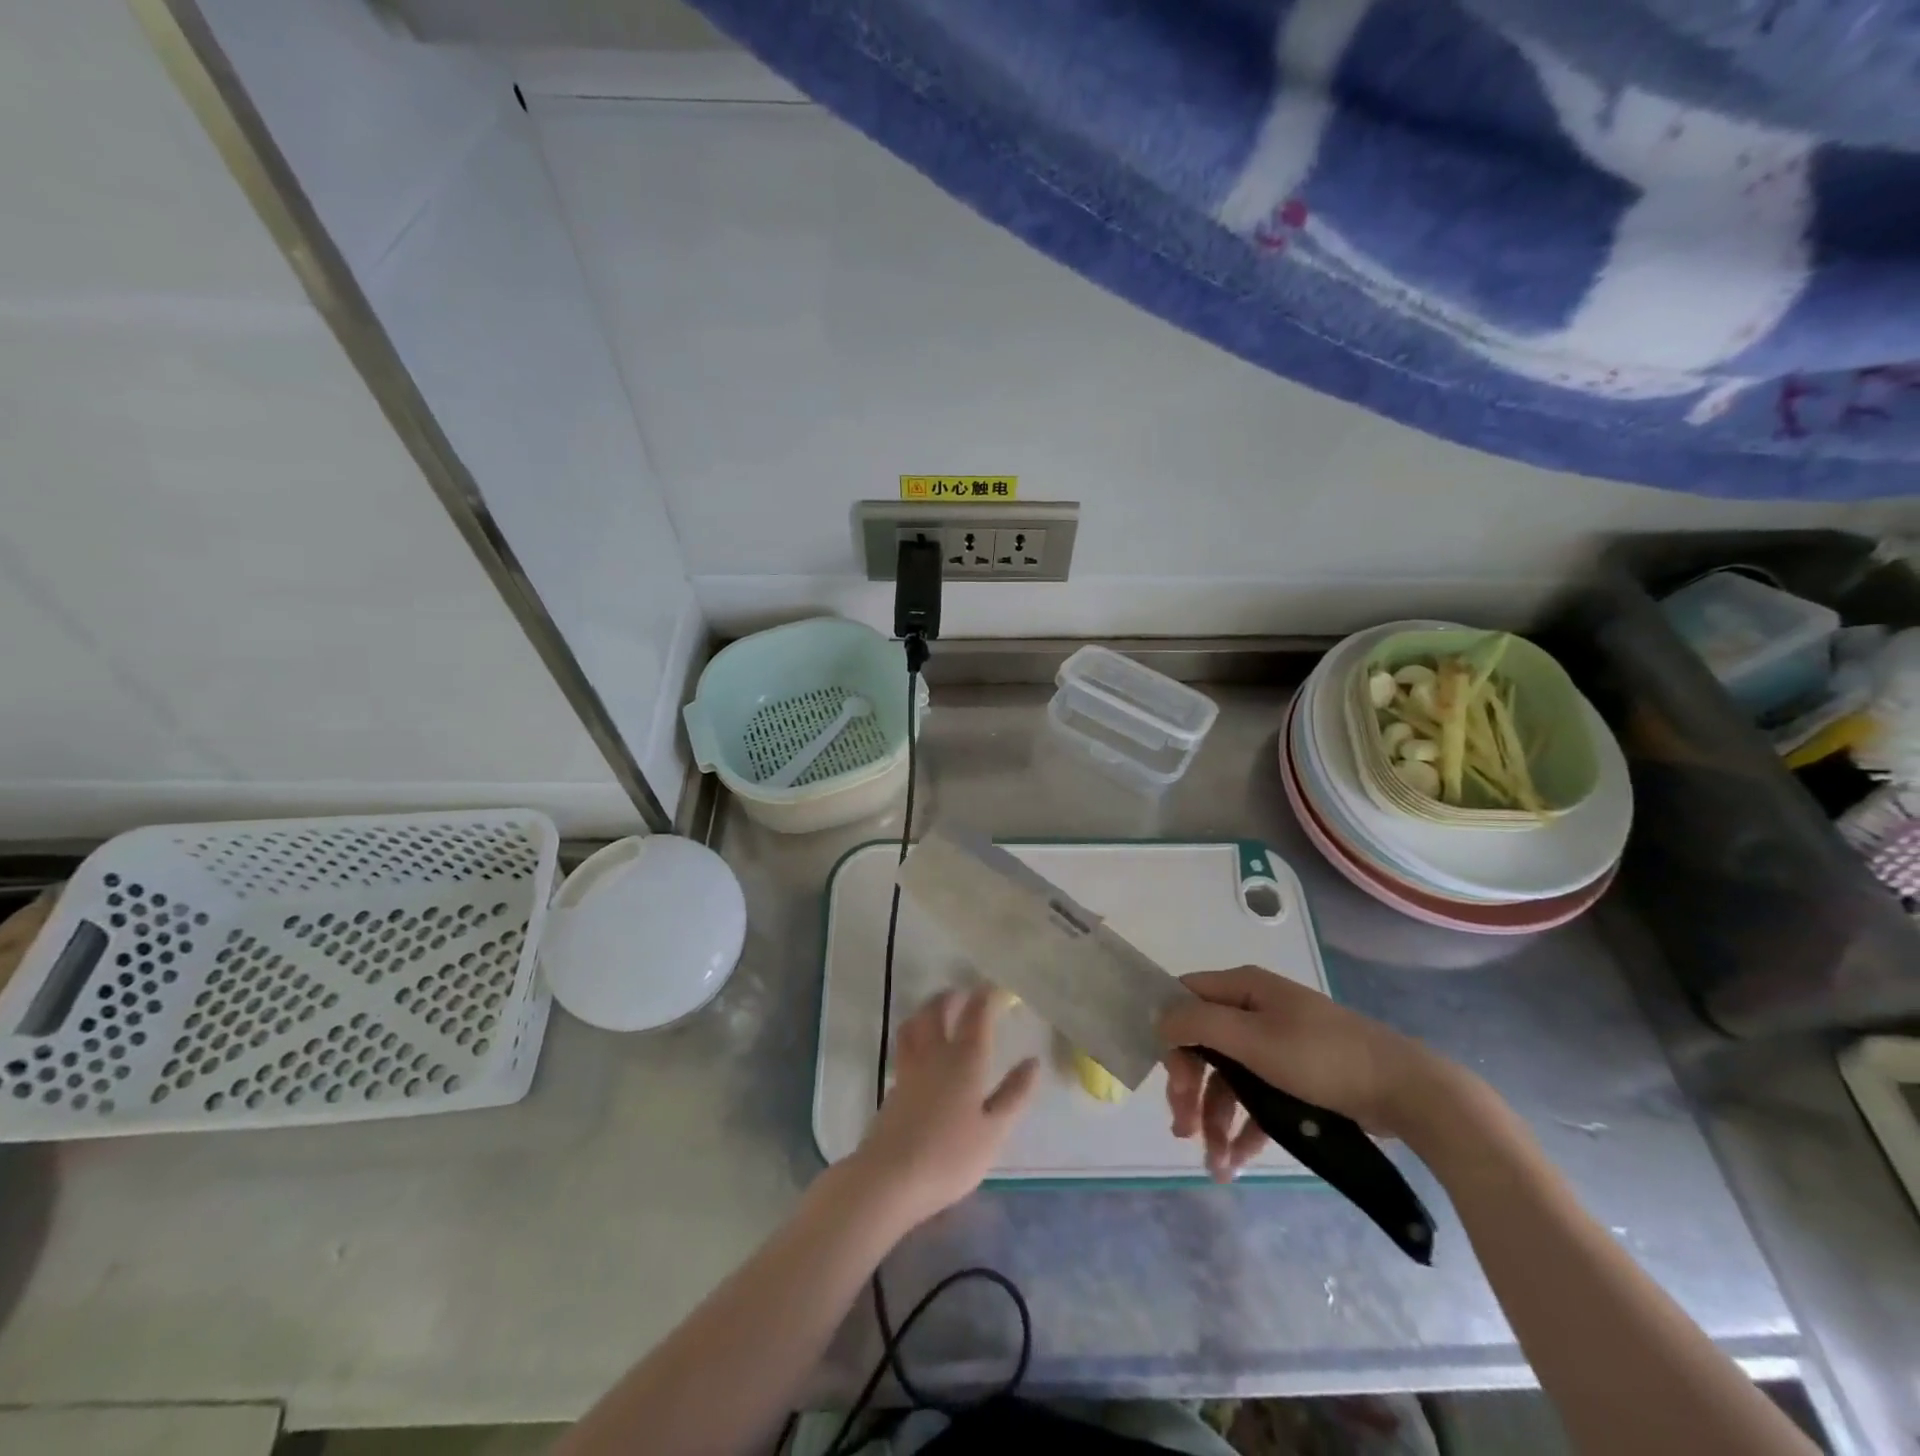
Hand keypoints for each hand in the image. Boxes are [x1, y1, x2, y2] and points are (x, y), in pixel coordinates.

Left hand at [849, 988, 1039, 1226]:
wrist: (890, 1178)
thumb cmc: (950, 1155)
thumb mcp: (994, 1130)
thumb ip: (1014, 1094)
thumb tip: (1033, 1062)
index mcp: (964, 1059)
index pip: (976, 1015)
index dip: (986, 997)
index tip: (995, 988)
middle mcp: (934, 1054)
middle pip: (937, 1010)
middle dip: (951, 997)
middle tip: (963, 993)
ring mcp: (909, 1068)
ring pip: (914, 1024)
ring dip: (927, 1009)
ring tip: (937, 1010)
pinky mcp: (893, 1086)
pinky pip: (904, 1045)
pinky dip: (914, 1034)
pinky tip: (921, 1049)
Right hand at [1157, 966, 1449, 1180]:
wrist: (1406, 1092)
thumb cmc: (1322, 1057)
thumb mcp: (1253, 1038)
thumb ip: (1199, 1024)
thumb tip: (1159, 1020)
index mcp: (1243, 989)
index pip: (1186, 1000)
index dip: (1170, 1035)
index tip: (1167, 1077)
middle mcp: (1254, 1010)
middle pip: (1203, 1045)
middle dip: (1189, 1088)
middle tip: (1182, 1126)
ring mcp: (1275, 1044)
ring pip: (1227, 1078)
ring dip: (1214, 1117)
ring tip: (1213, 1163)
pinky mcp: (1295, 1077)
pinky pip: (1256, 1099)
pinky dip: (1243, 1128)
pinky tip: (1237, 1161)